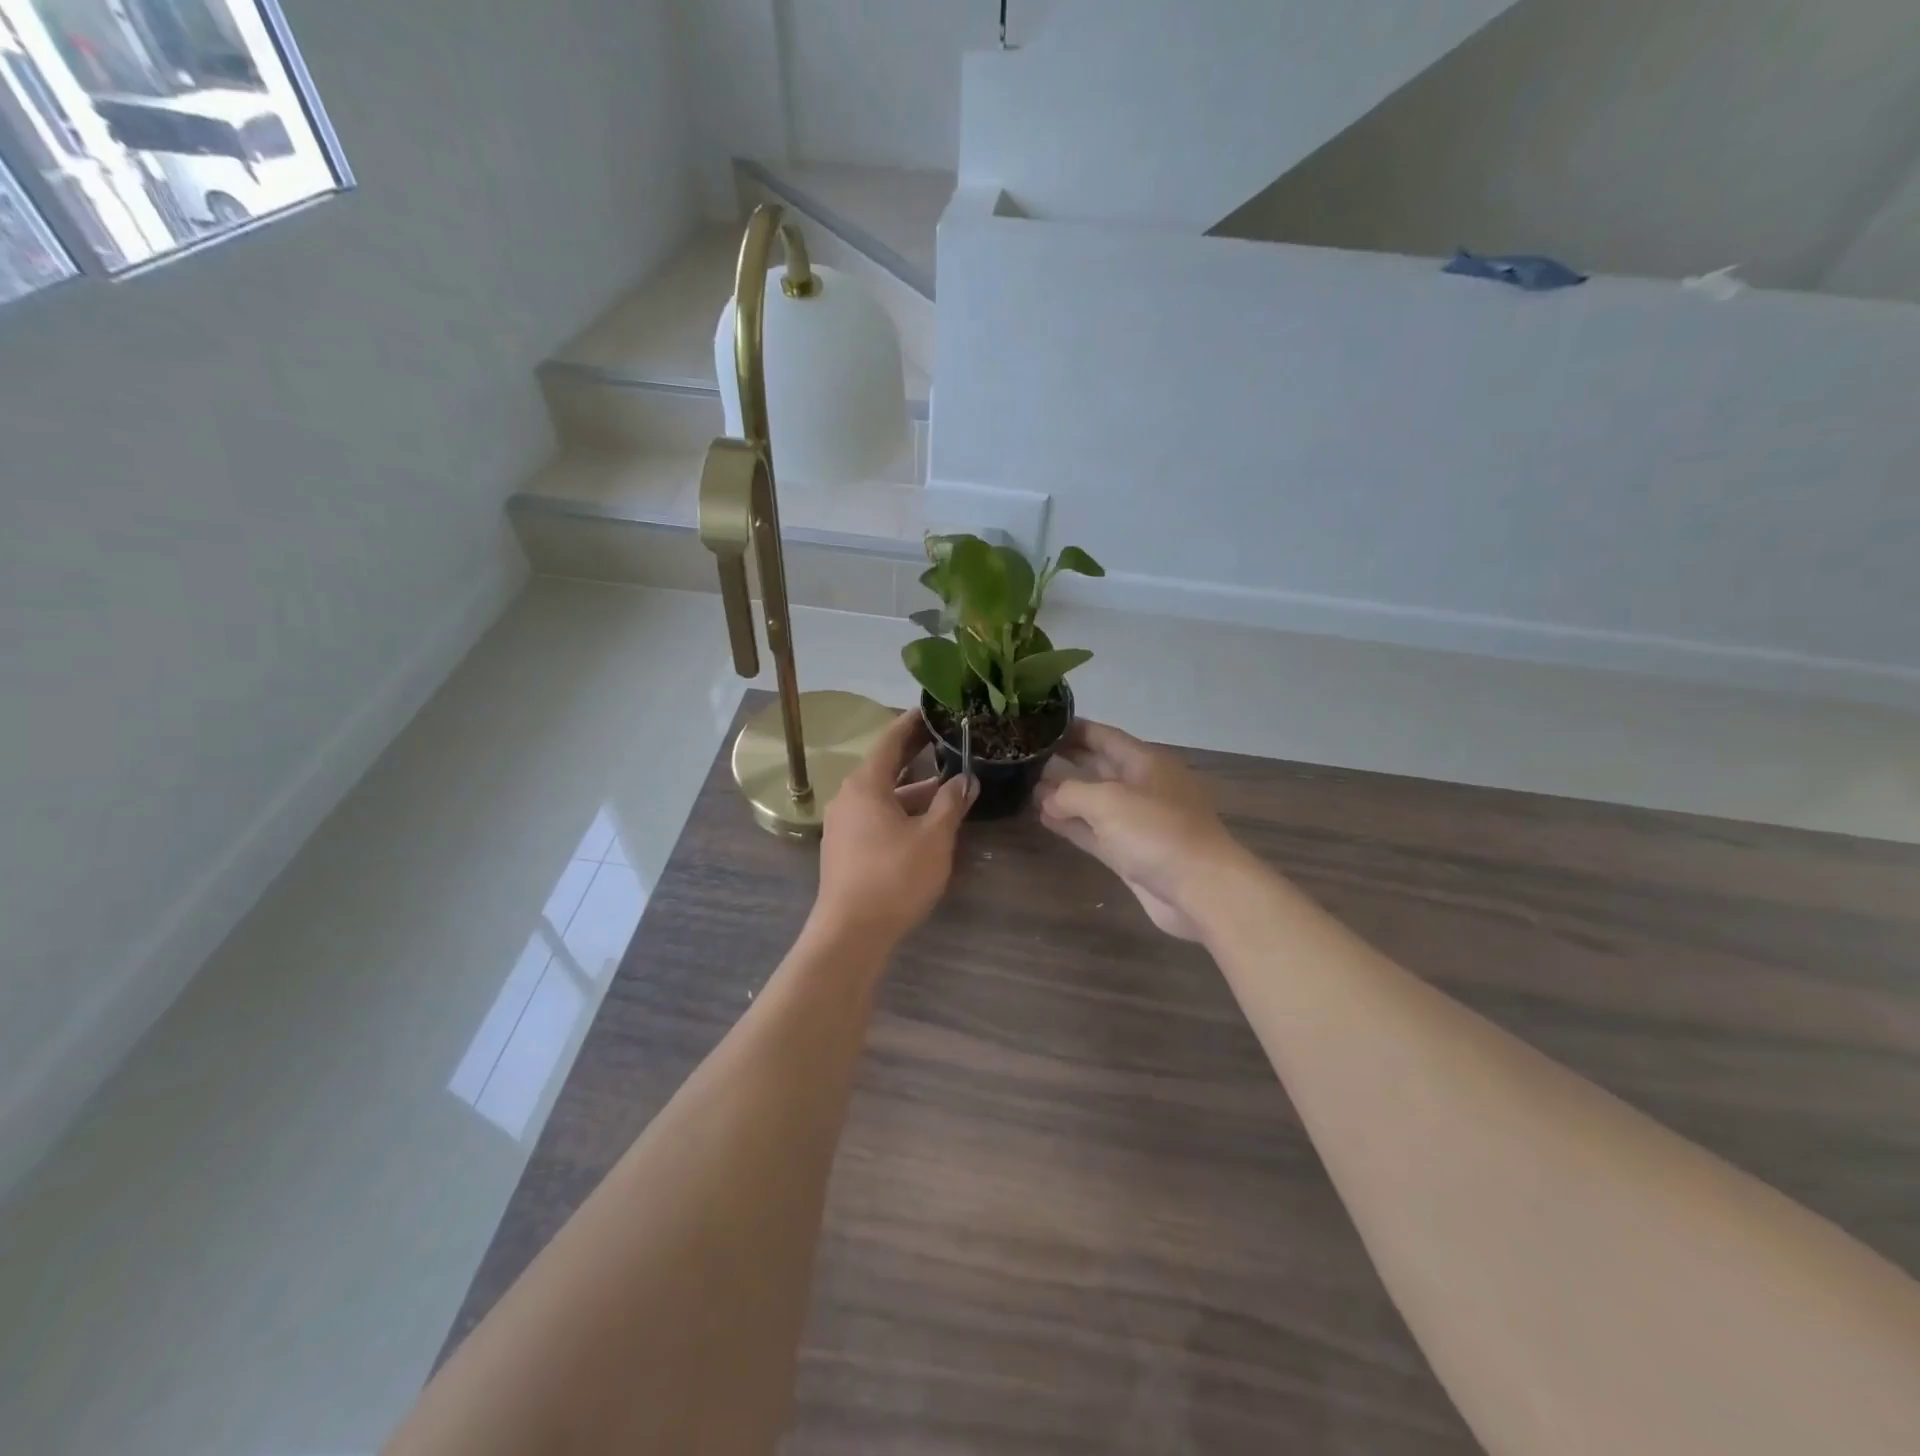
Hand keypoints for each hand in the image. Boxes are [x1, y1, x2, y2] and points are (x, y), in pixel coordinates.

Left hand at [814, 710, 974, 947]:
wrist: (850, 934)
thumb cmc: (894, 877)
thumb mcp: (934, 838)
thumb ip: (950, 803)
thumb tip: (966, 779)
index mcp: (865, 785)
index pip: (890, 740)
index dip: (912, 723)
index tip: (932, 709)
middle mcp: (848, 797)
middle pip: (885, 766)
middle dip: (915, 754)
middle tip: (945, 738)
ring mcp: (844, 824)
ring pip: (883, 795)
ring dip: (913, 788)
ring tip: (948, 784)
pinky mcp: (846, 848)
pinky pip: (876, 816)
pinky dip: (901, 810)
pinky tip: (926, 820)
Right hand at [1034, 721, 1249, 939]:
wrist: (1201, 889)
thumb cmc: (1157, 832)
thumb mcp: (1108, 801)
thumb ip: (1070, 792)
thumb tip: (1046, 796)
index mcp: (1145, 762)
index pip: (1103, 736)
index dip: (1073, 729)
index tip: (1039, 724)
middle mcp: (1142, 786)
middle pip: (1098, 766)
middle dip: (1065, 761)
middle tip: (1026, 757)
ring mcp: (1138, 822)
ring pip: (1095, 801)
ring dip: (1064, 795)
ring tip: (1027, 787)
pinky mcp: (1132, 854)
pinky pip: (1096, 831)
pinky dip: (1072, 824)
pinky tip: (1045, 819)